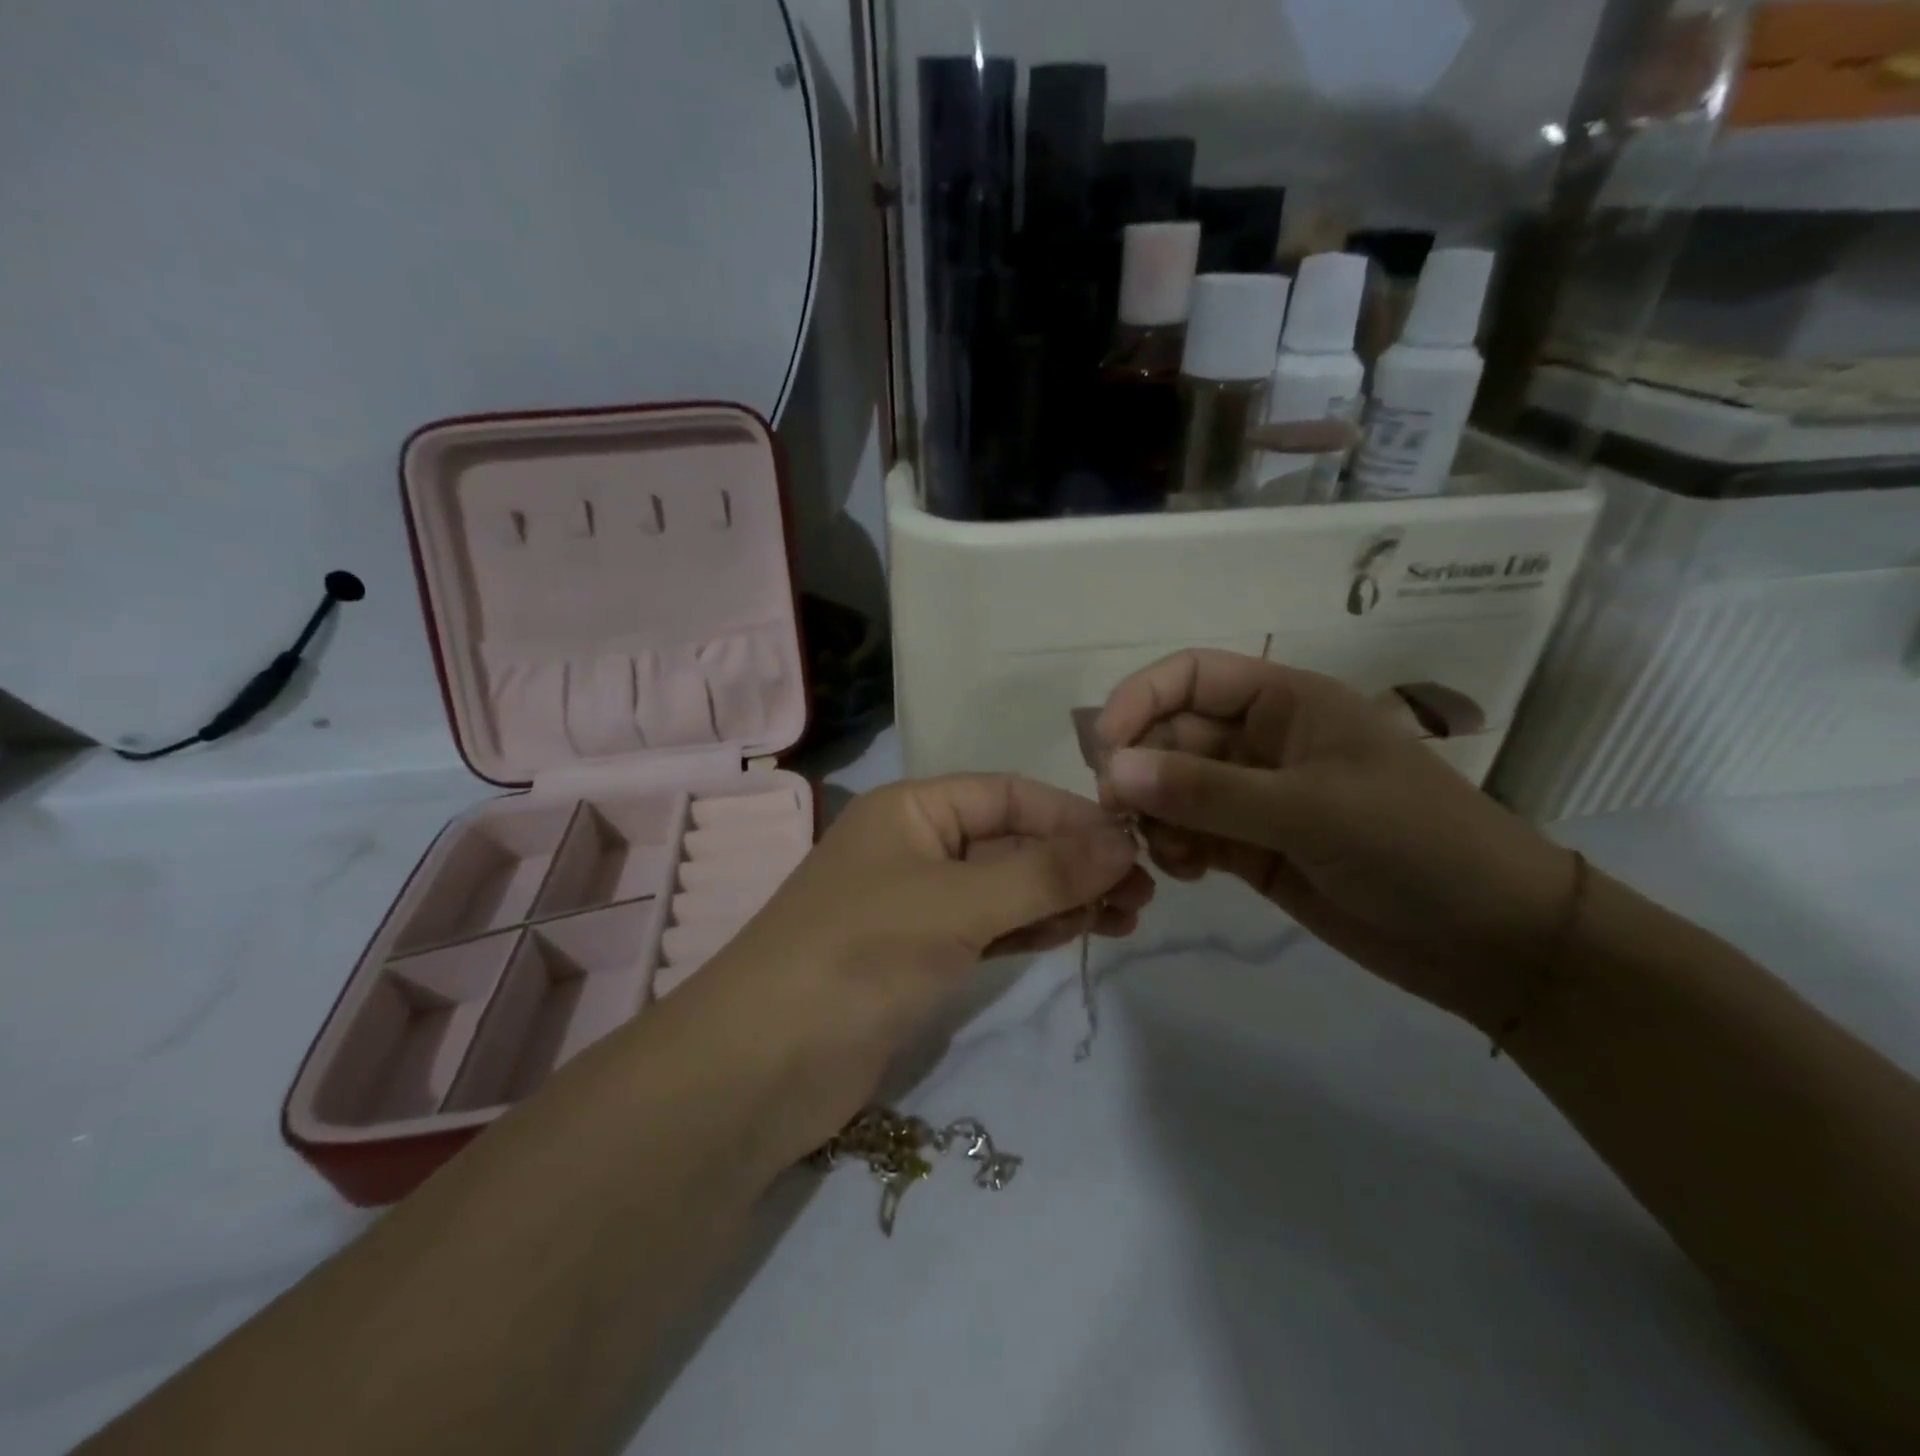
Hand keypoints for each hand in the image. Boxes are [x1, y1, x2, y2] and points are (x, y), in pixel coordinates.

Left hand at [682, 775, 1151, 1159]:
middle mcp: (916, 846)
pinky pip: (991, 928)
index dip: (1072, 817)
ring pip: (1006, 887)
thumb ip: (1041, 872)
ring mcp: (918, 904)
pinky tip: (1080, 930)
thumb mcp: (955, 904)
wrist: (761, 1066)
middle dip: (1075, 861)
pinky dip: (1033, 928)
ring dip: (1063, 896)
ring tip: (1128, 914)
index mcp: (914, 809)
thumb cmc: (858, 955)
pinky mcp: (921, 957)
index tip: (1134, 846)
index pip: (1009, 796)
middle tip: (1143, 892)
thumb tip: (1122, 841)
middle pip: (1012, 841)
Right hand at [1095, 650, 1574, 1032]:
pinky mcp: (1253, 847)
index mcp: (1286, 702)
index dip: (1140, 699)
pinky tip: (1186, 873)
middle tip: (1122, 818)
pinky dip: (1175, 848)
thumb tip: (1110, 769)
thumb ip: (1204, 790)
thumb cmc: (1413, 846)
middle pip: (1172, 735)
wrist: (1491, 941)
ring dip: (1155, 816)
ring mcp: (1256, 797)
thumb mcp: (1307, 810)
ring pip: (1173, 789)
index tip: (1103, 749)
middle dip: (1141, 771)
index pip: (1191, 676)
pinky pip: (1190, 834)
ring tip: (1169, 855)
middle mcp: (1263, 741)